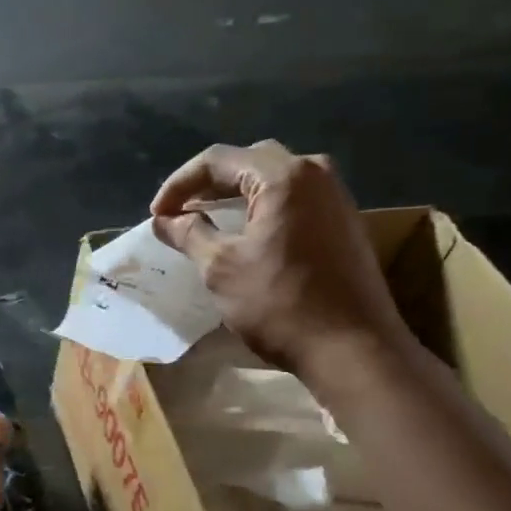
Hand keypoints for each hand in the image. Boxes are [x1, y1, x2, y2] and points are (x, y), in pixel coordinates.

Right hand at [150, 141, 413, 387]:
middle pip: (248, 162)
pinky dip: (263, 209)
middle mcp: (315, 173)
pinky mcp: (345, 223)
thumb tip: (164, 219)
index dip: (179, 184)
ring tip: (207, 220)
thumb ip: (189, 235)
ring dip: (236, 195)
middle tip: (179, 211)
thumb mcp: (221, 268)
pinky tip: (246, 234)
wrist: (354, 350)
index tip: (156, 215)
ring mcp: (336, 197)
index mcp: (283, 176)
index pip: (217, 160)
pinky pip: (294, 200)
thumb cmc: (280, 304)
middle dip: (208, 184)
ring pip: (274, 180)